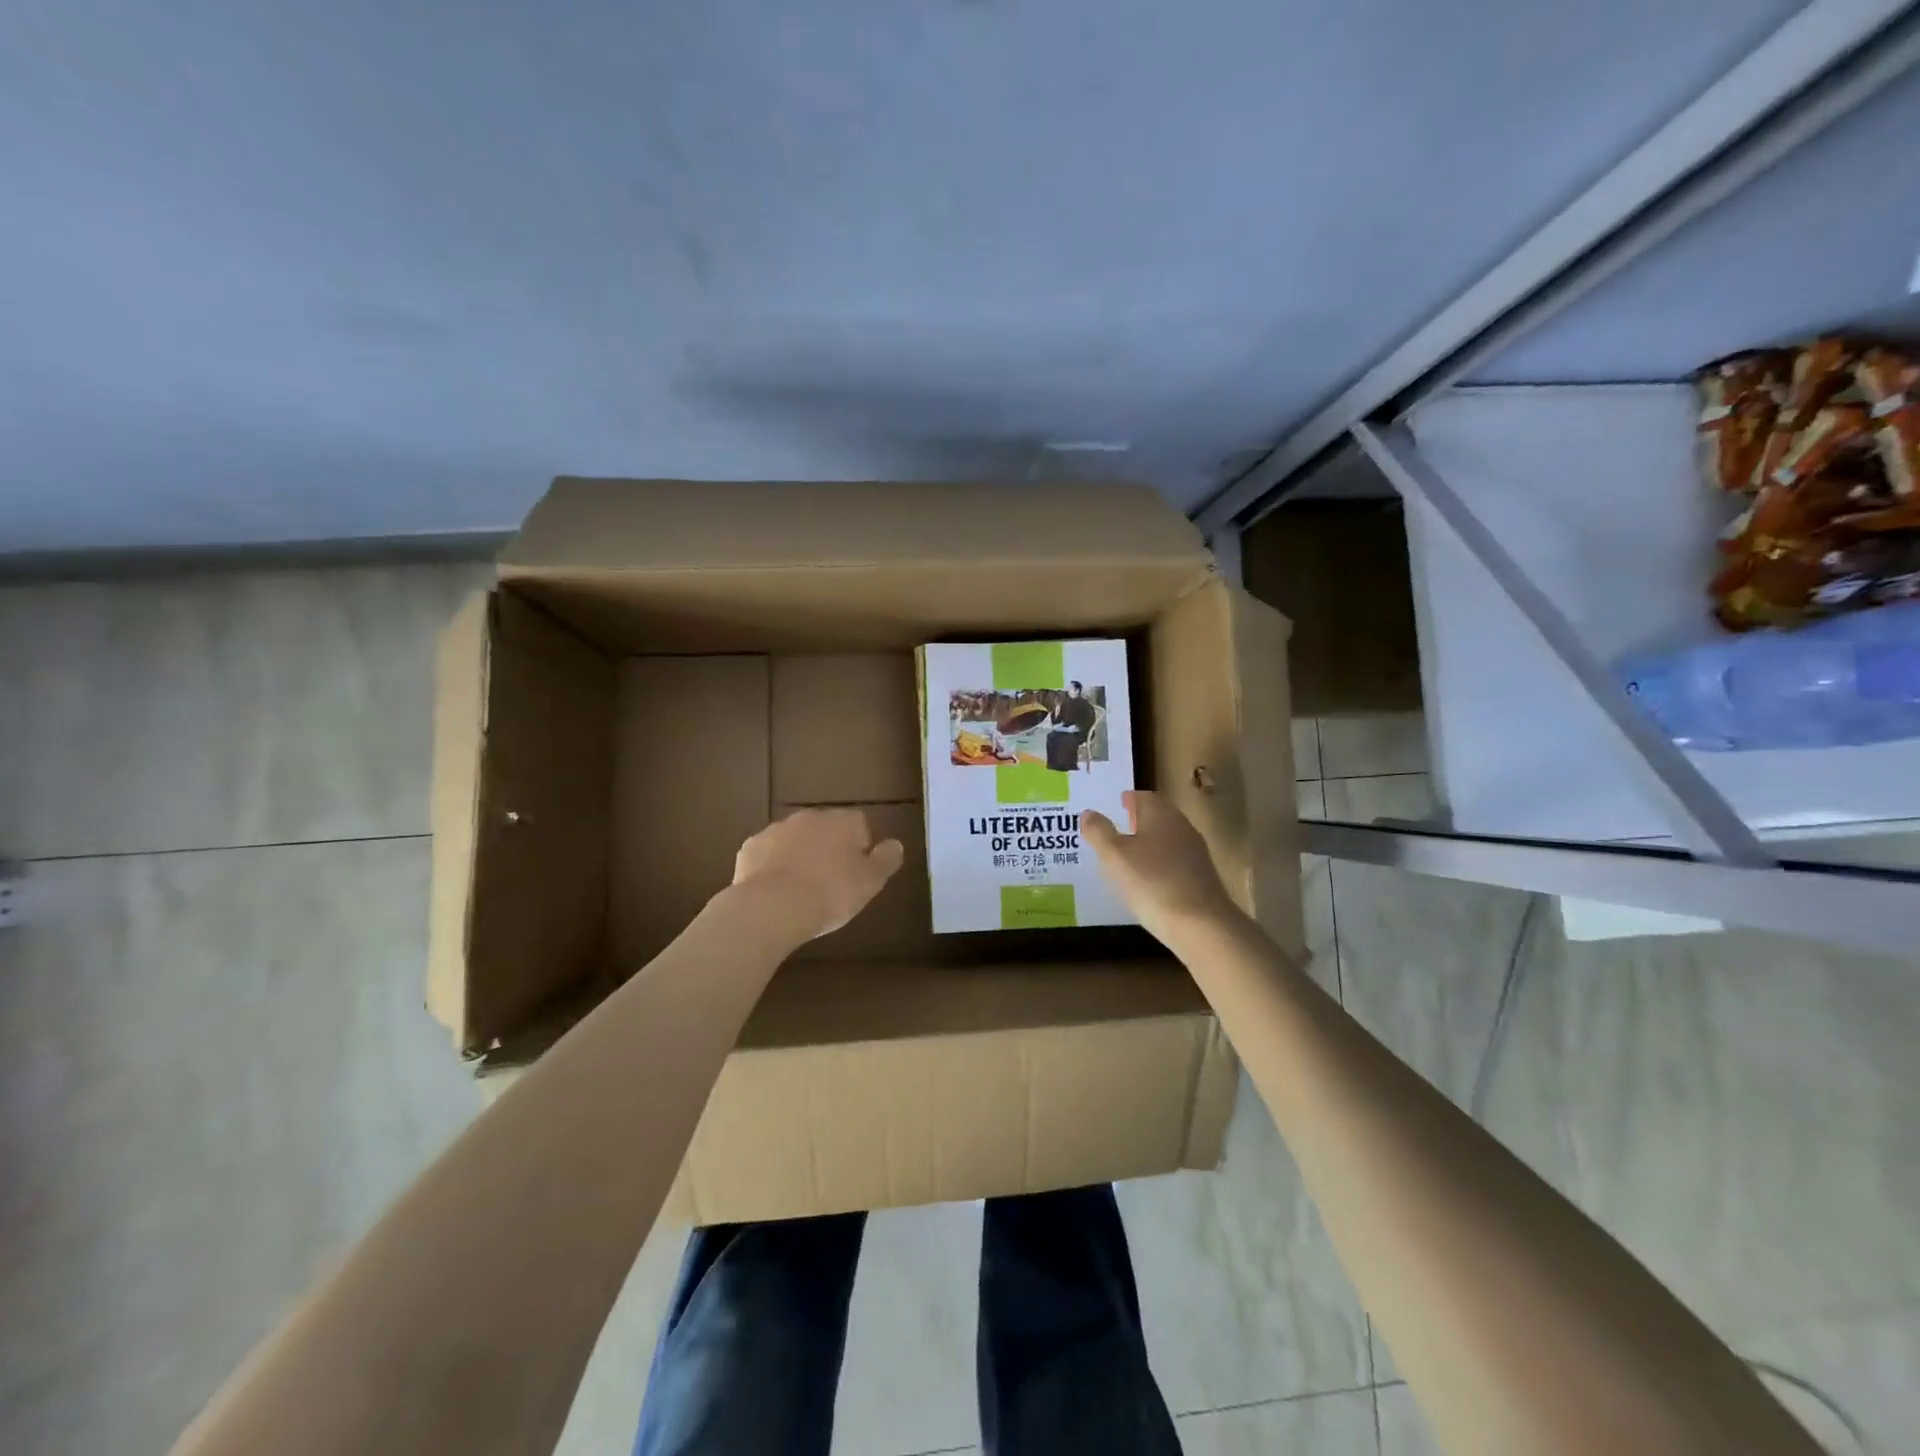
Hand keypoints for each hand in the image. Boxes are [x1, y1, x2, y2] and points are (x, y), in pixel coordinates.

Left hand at [732, 808, 905, 942]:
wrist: (771, 908)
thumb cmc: (830, 894)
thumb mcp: (870, 882)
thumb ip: (886, 860)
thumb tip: (895, 844)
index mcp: (842, 822)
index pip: (859, 825)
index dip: (860, 848)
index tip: (857, 874)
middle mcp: (810, 817)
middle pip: (826, 829)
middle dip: (829, 849)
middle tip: (831, 882)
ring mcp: (776, 830)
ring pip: (795, 839)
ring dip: (801, 855)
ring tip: (802, 889)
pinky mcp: (750, 848)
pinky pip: (769, 854)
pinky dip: (774, 867)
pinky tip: (776, 891)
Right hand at [1081, 790, 1240, 944]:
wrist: (1200, 925)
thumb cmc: (1151, 882)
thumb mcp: (1114, 856)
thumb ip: (1098, 831)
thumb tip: (1088, 813)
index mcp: (1160, 814)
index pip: (1144, 796)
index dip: (1129, 799)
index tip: (1117, 804)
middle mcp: (1181, 827)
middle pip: (1159, 816)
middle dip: (1139, 819)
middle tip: (1119, 826)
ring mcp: (1195, 853)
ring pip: (1168, 839)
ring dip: (1150, 842)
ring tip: (1128, 855)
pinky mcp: (1202, 878)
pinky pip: (1175, 862)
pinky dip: (1160, 864)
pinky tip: (1148, 880)